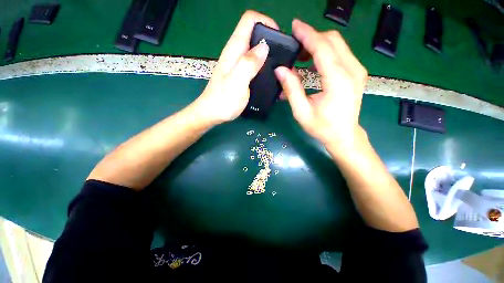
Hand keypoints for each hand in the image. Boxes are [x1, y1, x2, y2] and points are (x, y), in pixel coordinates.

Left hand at [194, 11, 278, 123]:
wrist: (213, 113)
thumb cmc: (224, 100)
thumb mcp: (237, 82)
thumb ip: (249, 63)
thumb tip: (264, 47)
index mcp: (234, 49)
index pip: (249, 20)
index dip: (266, 22)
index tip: (278, 39)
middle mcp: (237, 53)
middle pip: (255, 34)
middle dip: (271, 40)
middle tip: (282, 57)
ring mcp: (238, 65)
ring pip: (256, 51)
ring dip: (269, 55)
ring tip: (279, 68)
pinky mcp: (241, 75)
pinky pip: (255, 65)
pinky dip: (264, 66)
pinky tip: (270, 77)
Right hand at [275, 19, 367, 151]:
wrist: (344, 135)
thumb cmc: (322, 127)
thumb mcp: (302, 112)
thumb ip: (291, 89)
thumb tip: (280, 70)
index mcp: (337, 80)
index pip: (322, 47)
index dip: (307, 34)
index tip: (294, 26)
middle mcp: (352, 70)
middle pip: (332, 40)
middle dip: (312, 38)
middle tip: (294, 46)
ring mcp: (357, 70)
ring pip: (338, 45)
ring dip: (318, 45)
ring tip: (301, 56)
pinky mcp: (356, 73)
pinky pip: (341, 54)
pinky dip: (325, 53)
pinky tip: (313, 63)